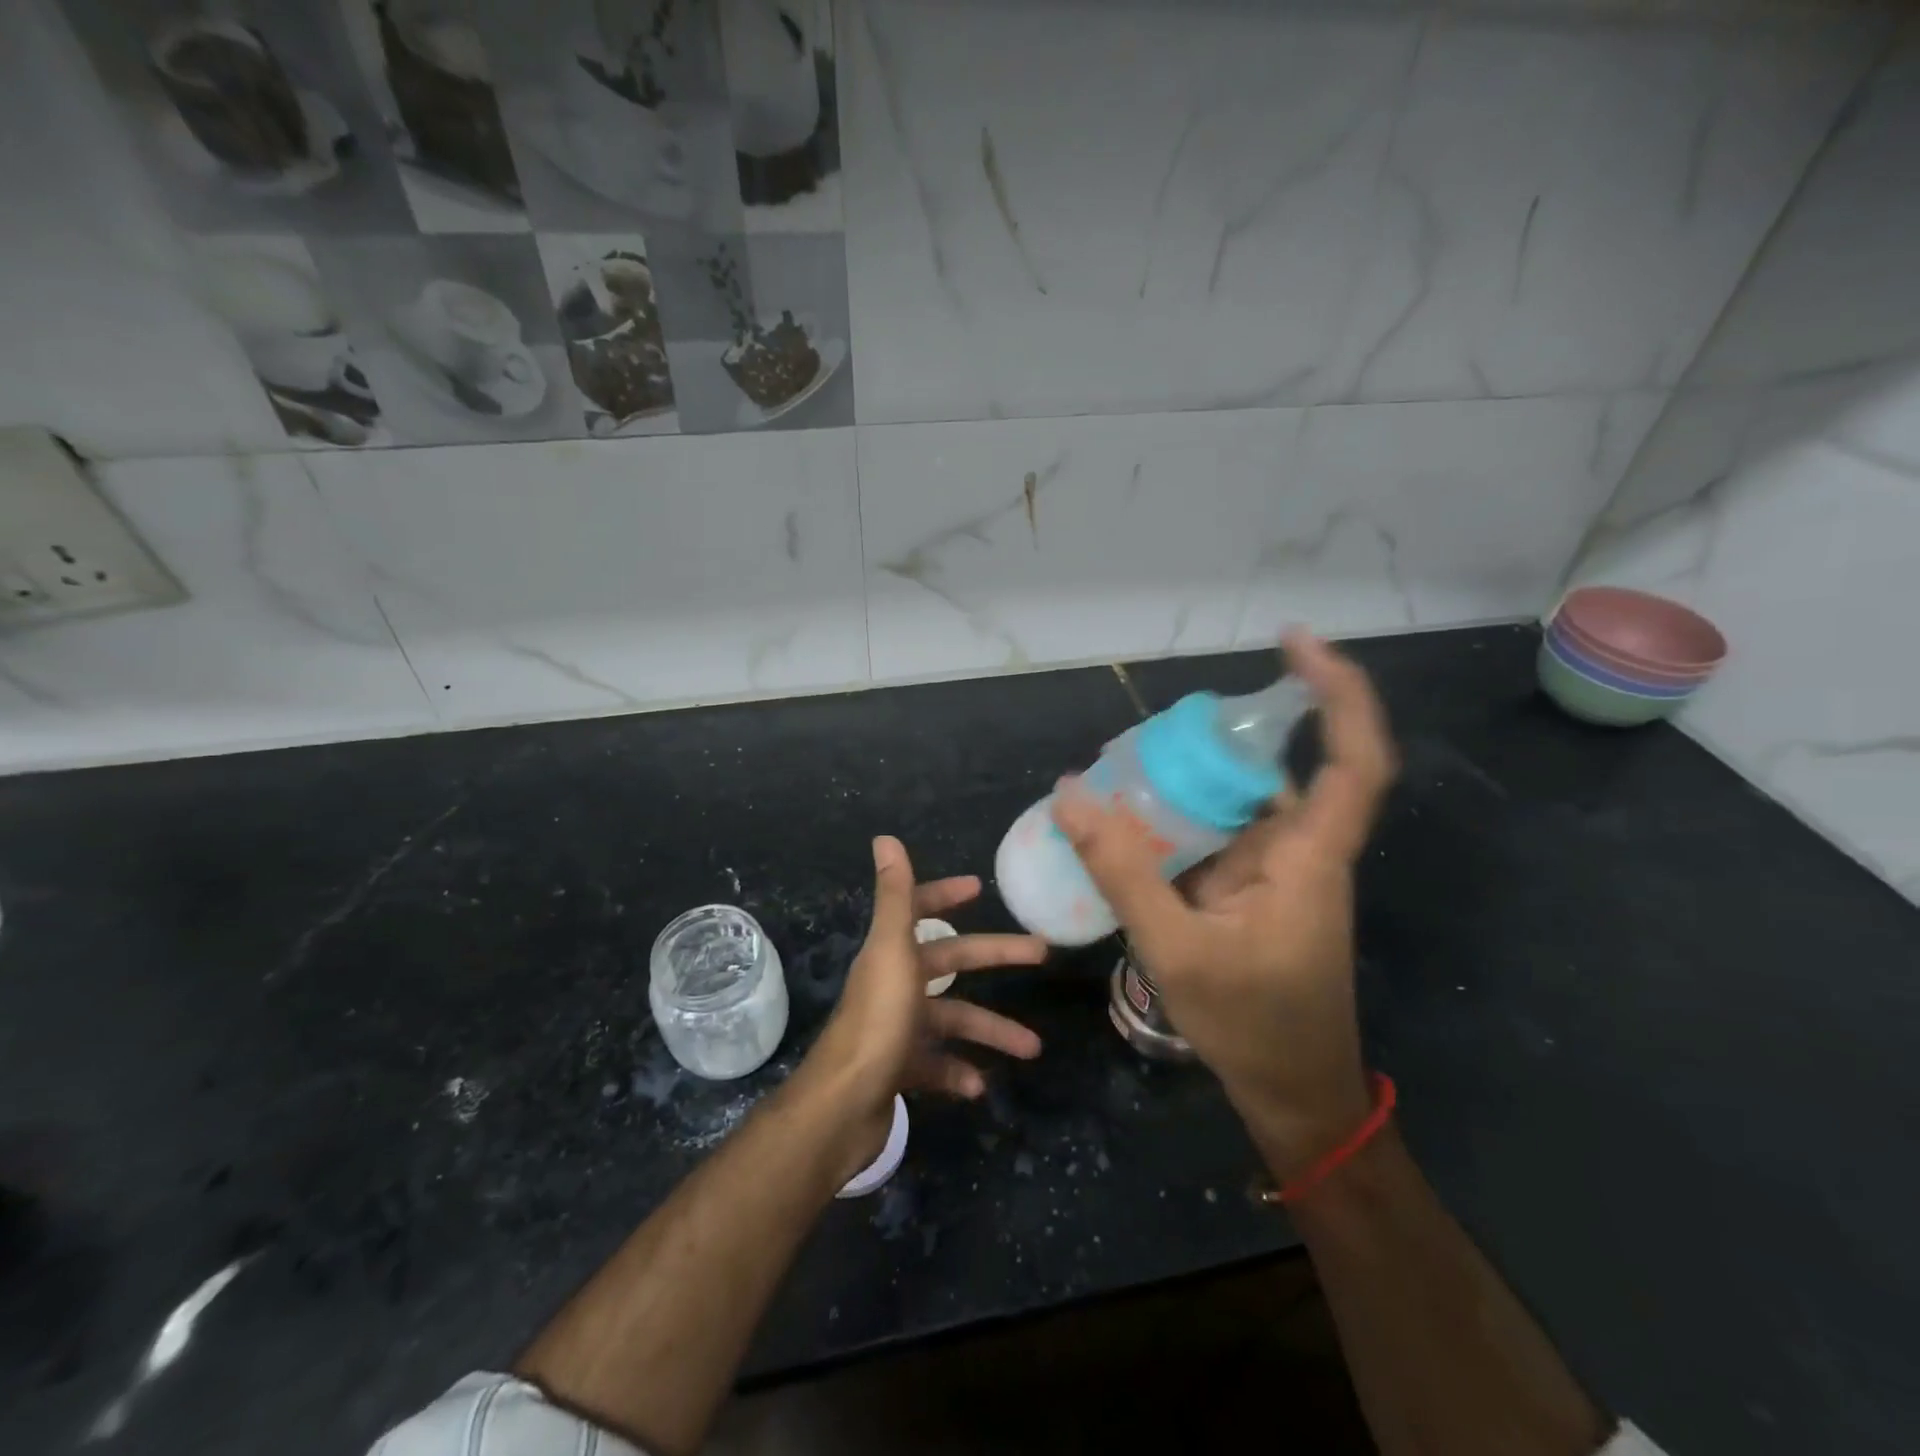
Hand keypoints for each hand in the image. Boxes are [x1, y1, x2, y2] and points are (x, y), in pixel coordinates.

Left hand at [798, 837, 1045, 1172]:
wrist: (842, 1107)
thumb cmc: (877, 1021)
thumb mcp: (892, 952)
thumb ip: (894, 897)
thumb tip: (884, 837)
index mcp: (891, 953)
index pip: (918, 911)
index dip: (944, 895)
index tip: (978, 888)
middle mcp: (893, 984)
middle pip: (950, 964)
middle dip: (996, 958)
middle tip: (1041, 955)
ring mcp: (895, 1028)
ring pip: (952, 1021)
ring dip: (990, 1031)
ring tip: (1031, 1048)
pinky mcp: (898, 1070)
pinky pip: (937, 1065)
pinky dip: (959, 1072)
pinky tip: (978, 1086)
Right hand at [1052, 631, 1397, 1178]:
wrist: (1291, 1093)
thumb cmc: (1252, 1025)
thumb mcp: (1175, 947)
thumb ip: (1122, 870)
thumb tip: (1069, 794)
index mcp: (1310, 858)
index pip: (1352, 759)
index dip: (1337, 692)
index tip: (1294, 642)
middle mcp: (1302, 850)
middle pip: (1273, 767)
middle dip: (1216, 739)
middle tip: (1140, 737)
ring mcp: (1278, 870)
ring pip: (1238, 801)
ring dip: (1188, 782)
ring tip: (1118, 772)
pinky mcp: (1255, 889)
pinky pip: (1217, 834)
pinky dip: (1179, 820)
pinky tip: (1129, 820)